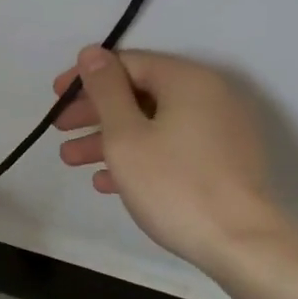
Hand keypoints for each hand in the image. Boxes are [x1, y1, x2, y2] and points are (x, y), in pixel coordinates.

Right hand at [54, 46, 292, 273]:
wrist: (241, 245)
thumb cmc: (174, 184)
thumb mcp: (125, 135)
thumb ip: (105, 89)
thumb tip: (92, 53)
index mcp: (187, 80)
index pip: (127, 63)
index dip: (87, 78)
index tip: (56, 98)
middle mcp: (208, 96)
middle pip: (139, 93)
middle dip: (95, 112)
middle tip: (61, 129)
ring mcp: (219, 130)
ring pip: (153, 123)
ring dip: (110, 138)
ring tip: (72, 160)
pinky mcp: (223, 161)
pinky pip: (172, 146)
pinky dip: (139, 156)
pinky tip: (106, 181)